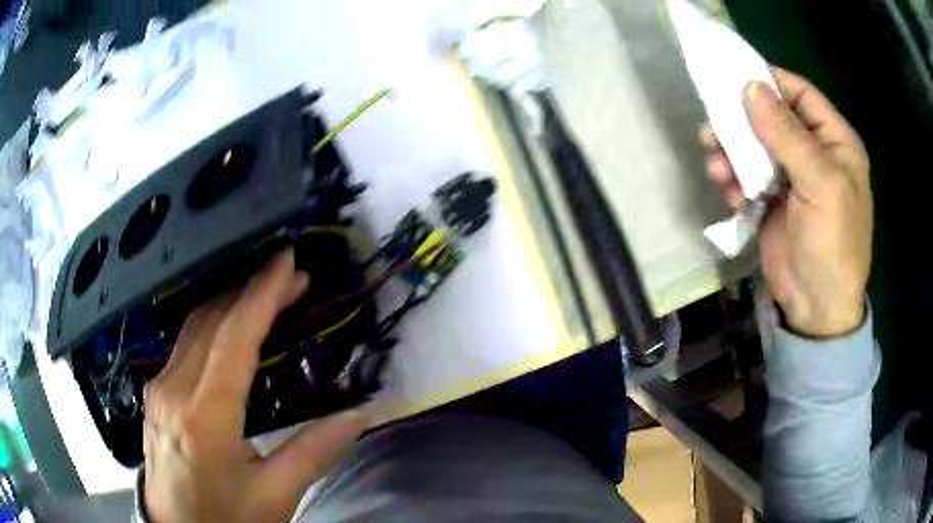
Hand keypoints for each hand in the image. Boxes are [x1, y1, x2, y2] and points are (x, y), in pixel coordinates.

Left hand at [143, 250, 367, 522]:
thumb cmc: (224, 518)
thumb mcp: (273, 497)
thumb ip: (313, 453)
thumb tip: (359, 415)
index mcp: (204, 418)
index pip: (233, 340)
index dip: (261, 295)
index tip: (288, 261)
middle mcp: (174, 390)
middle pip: (211, 321)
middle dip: (252, 290)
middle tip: (292, 277)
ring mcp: (159, 387)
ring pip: (194, 325)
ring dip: (232, 301)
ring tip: (269, 293)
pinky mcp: (156, 390)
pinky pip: (185, 342)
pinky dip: (214, 321)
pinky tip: (233, 324)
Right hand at [700, 68, 872, 337]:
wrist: (816, 307)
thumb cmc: (832, 244)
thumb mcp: (820, 184)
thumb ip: (789, 135)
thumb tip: (752, 87)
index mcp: (834, 142)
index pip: (800, 94)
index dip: (769, 81)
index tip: (732, 76)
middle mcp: (813, 152)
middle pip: (772, 117)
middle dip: (742, 120)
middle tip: (713, 127)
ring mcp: (791, 176)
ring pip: (755, 145)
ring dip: (732, 152)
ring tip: (717, 167)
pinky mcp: (772, 199)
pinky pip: (747, 175)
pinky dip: (734, 179)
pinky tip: (729, 193)